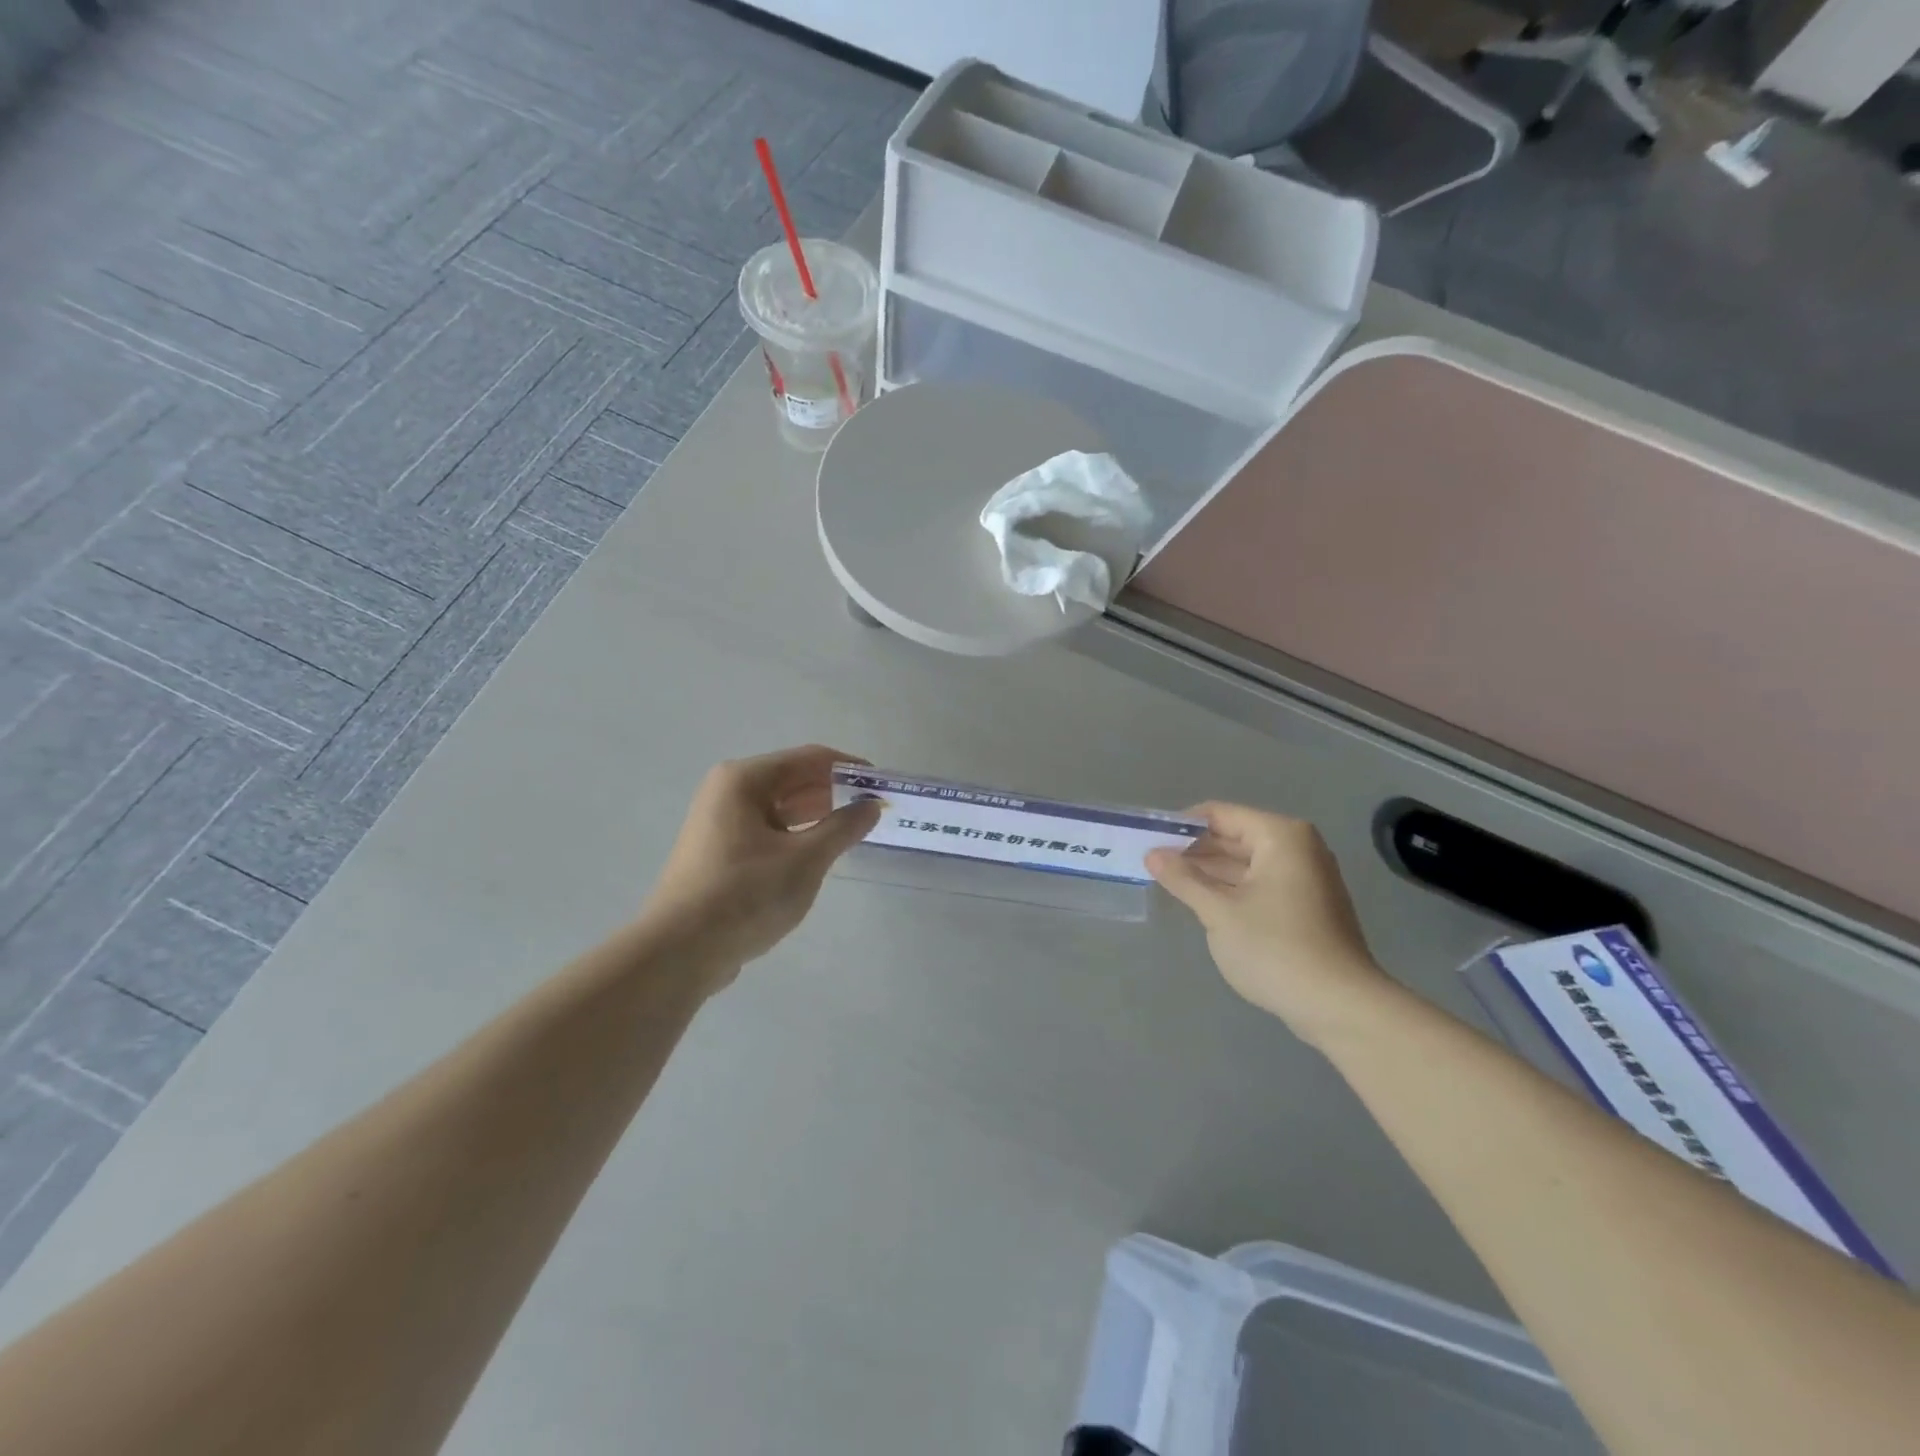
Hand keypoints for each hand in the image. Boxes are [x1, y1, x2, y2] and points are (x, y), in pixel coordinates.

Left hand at [641, 745, 880, 984]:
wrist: (679, 952)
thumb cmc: (745, 895)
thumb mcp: (805, 860)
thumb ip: (843, 828)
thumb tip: (871, 805)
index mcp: (744, 780)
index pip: (810, 759)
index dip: (850, 769)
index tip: (883, 785)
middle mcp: (728, 792)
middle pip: (793, 780)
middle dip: (835, 793)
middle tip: (875, 811)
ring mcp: (721, 823)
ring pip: (781, 808)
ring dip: (818, 816)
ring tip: (855, 833)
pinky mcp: (720, 853)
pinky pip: (768, 831)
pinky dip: (797, 836)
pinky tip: (820, 855)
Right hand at [1147, 802, 1390, 1045]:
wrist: (1340, 1006)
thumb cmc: (1276, 949)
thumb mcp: (1219, 912)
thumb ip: (1183, 879)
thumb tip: (1152, 854)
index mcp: (1280, 836)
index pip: (1219, 814)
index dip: (1180, 824)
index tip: (1147, 840)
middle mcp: (1297, 847)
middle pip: (1233, 836)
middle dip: (1193, 849)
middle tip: (1151, 861)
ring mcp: (1305, 877)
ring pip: (1245, 862)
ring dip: (1209, 871)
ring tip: (1167, 881)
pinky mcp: (1306, 905)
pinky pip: (1258, 883)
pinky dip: (1230, 888)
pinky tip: (1201, 901)